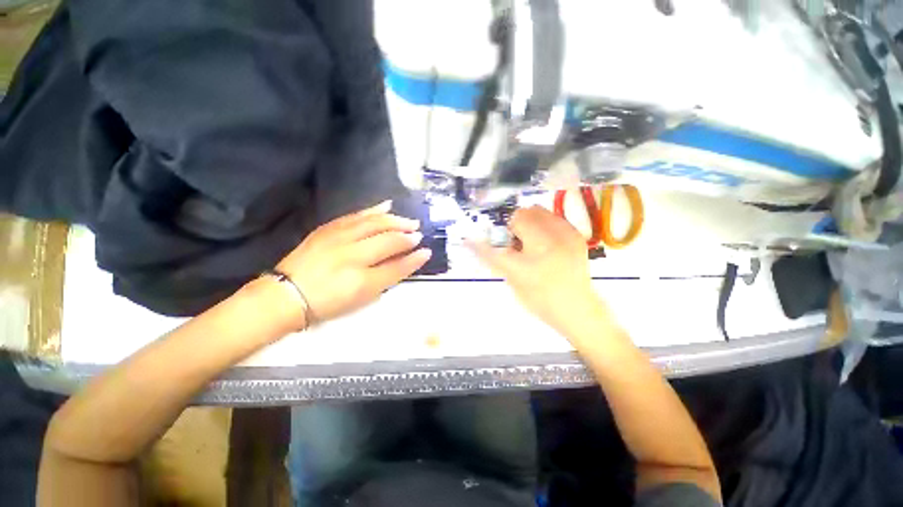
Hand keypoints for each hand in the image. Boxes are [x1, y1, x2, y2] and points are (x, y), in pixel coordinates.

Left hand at [276, 200, 430, 323]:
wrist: (287, 294)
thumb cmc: (327, 303)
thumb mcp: (361, 300)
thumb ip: (385, 280)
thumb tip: (404, 261)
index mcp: (362, 281)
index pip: (397, 267)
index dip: (414, 259)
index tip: (427, 252)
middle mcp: (353, 257)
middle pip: (389, 241)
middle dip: (407, 236)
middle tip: (418, 233)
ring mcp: (339, 239)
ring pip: (375, 223)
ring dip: (396, 221)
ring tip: (408, 221)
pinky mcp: (329, 229)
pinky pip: (356, 215)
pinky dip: (374, 210)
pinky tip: (386, 206)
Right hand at [471, 206, 604, 334]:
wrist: (577, 307)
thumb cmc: (541, 300)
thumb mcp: (513, 282)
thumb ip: (496, 259)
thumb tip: (475, 240)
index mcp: (527, 266)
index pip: (495, 244)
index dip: (483, 239)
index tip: (475, 238)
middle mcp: (547, 246)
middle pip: (520, 215)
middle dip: (511, 226)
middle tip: (513, 240)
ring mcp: (565, 237)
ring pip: (536, 210)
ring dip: (526, 221)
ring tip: (530, 238)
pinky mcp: (575, 234)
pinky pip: (552, 216)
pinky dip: (542, 223)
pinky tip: (544, 239)